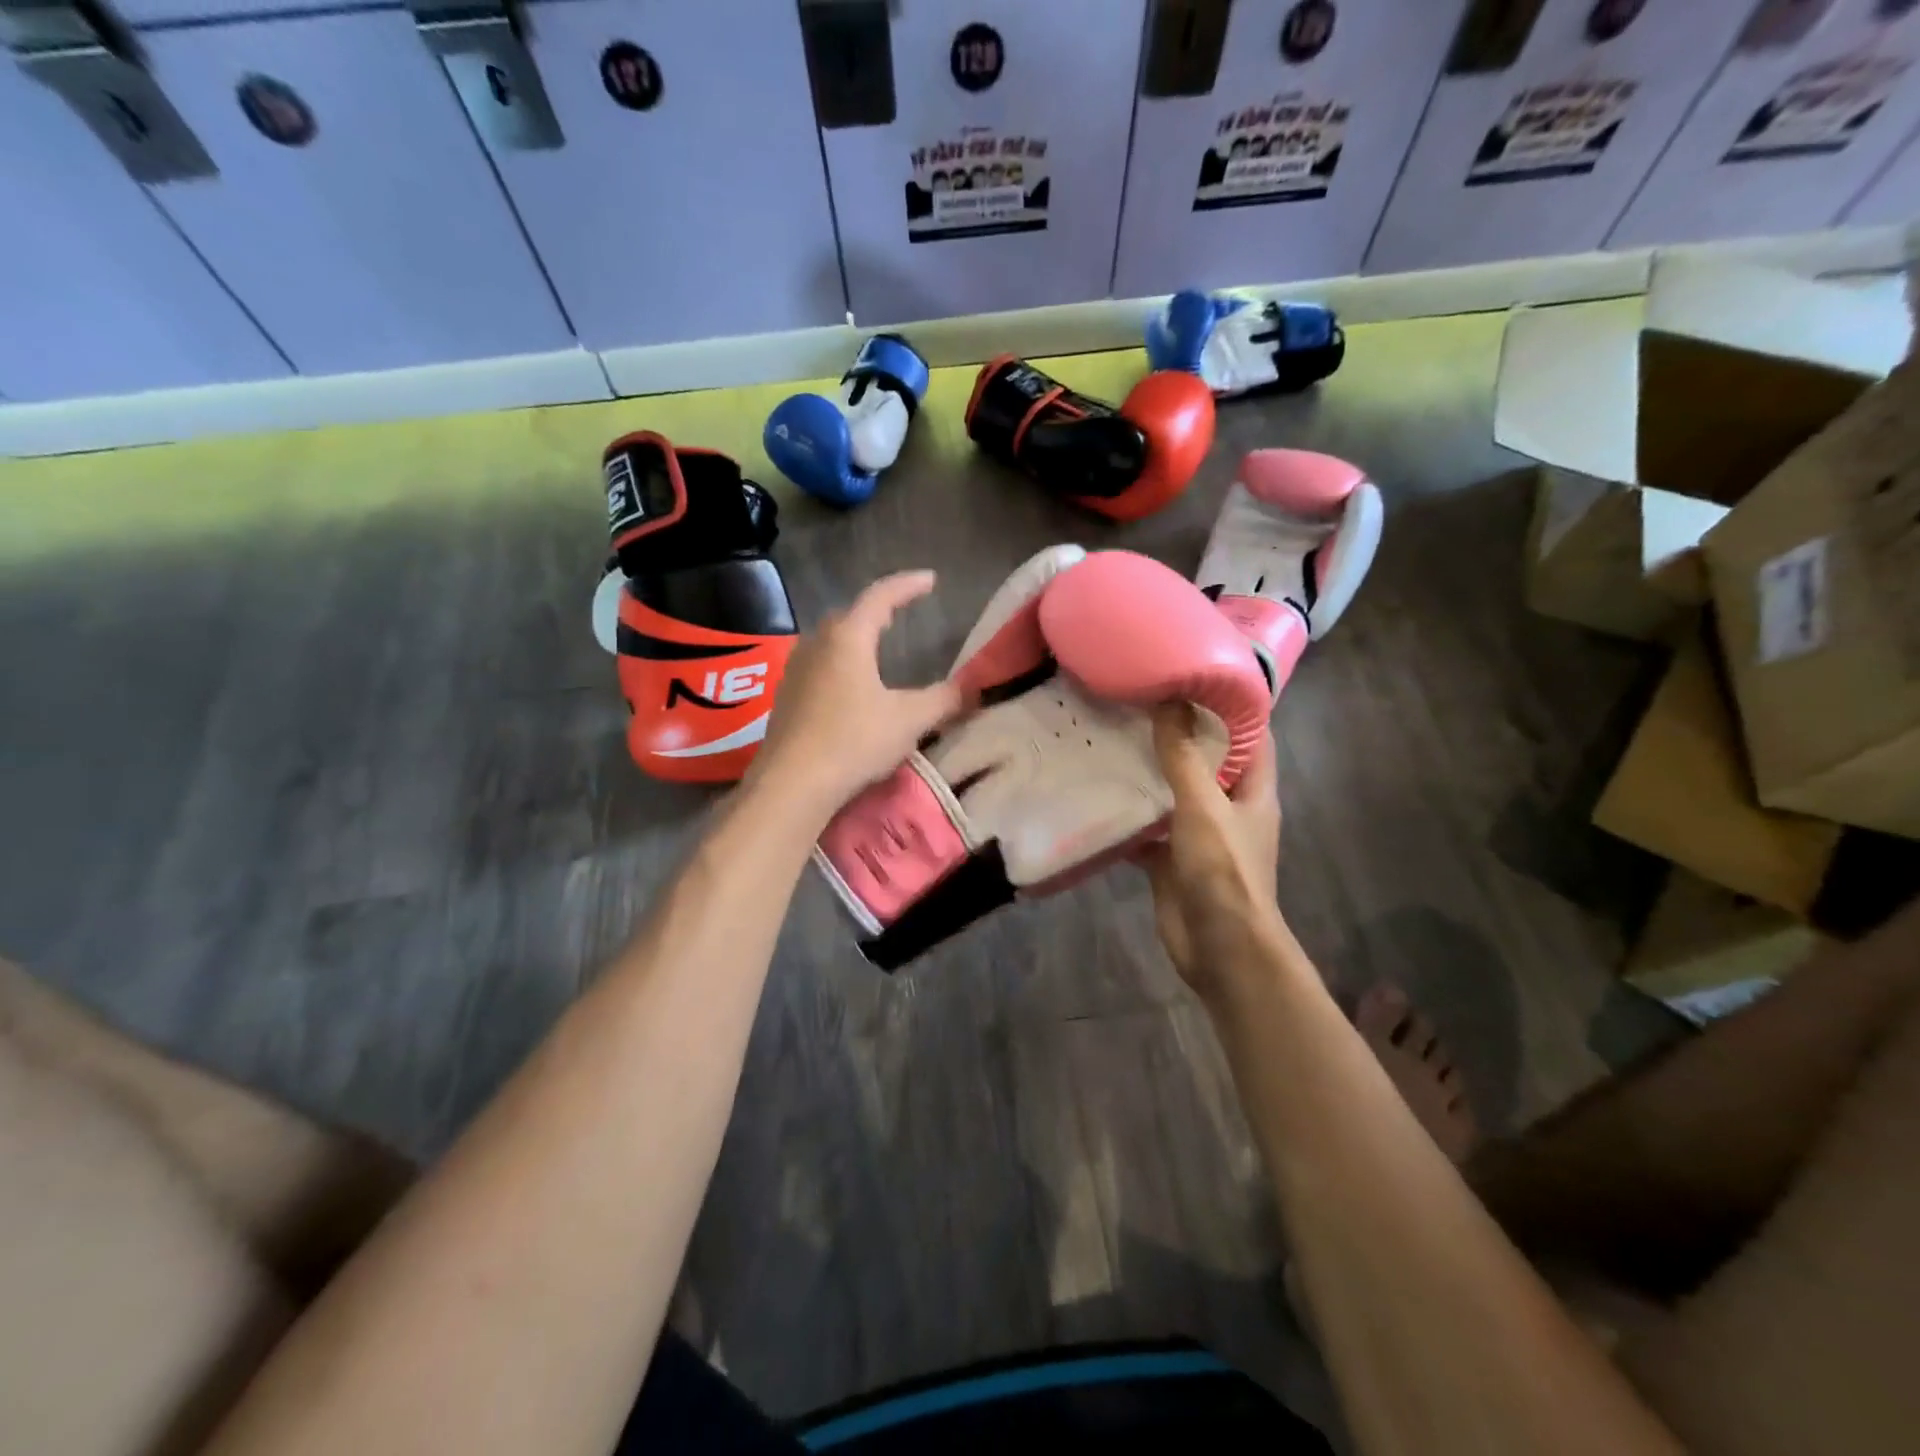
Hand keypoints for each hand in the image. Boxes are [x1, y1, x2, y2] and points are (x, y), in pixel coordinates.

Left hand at [748, 570, 965, 821]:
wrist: (792, 783)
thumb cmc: (854, 740)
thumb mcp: (909, 720)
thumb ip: (944, 700)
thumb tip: (974, 688)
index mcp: (848, 637)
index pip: (881, 596)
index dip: (908, 585)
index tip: (930, 579)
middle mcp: (817, 644)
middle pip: (850, 615)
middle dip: (877, 610)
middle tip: (899, 612)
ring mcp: (796, 670)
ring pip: (830, 641)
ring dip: (854, 637)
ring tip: (875, 647)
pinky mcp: (786, 697)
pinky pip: (818, 665)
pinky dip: (839, 663)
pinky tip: (848, 687)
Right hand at [1138, 702, 1282, 1001]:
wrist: (1220, 948)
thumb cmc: (1224, 871)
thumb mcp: (1203, 806)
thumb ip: (1184, 757)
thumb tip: (1169, 701)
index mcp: (1253, 791)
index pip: (1252, 736)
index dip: (1232, 705)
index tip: (1196, 675)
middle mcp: (1230, 809)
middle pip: (1208, 762)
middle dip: (1180, 734)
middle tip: (1142, 701)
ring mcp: (1200, 836)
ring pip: (1175, 795)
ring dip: (1151, 773)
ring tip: (1116, 738)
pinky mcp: (1172, 861)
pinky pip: (1149, 830)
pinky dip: (1129, 816)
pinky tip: (1099, 795)